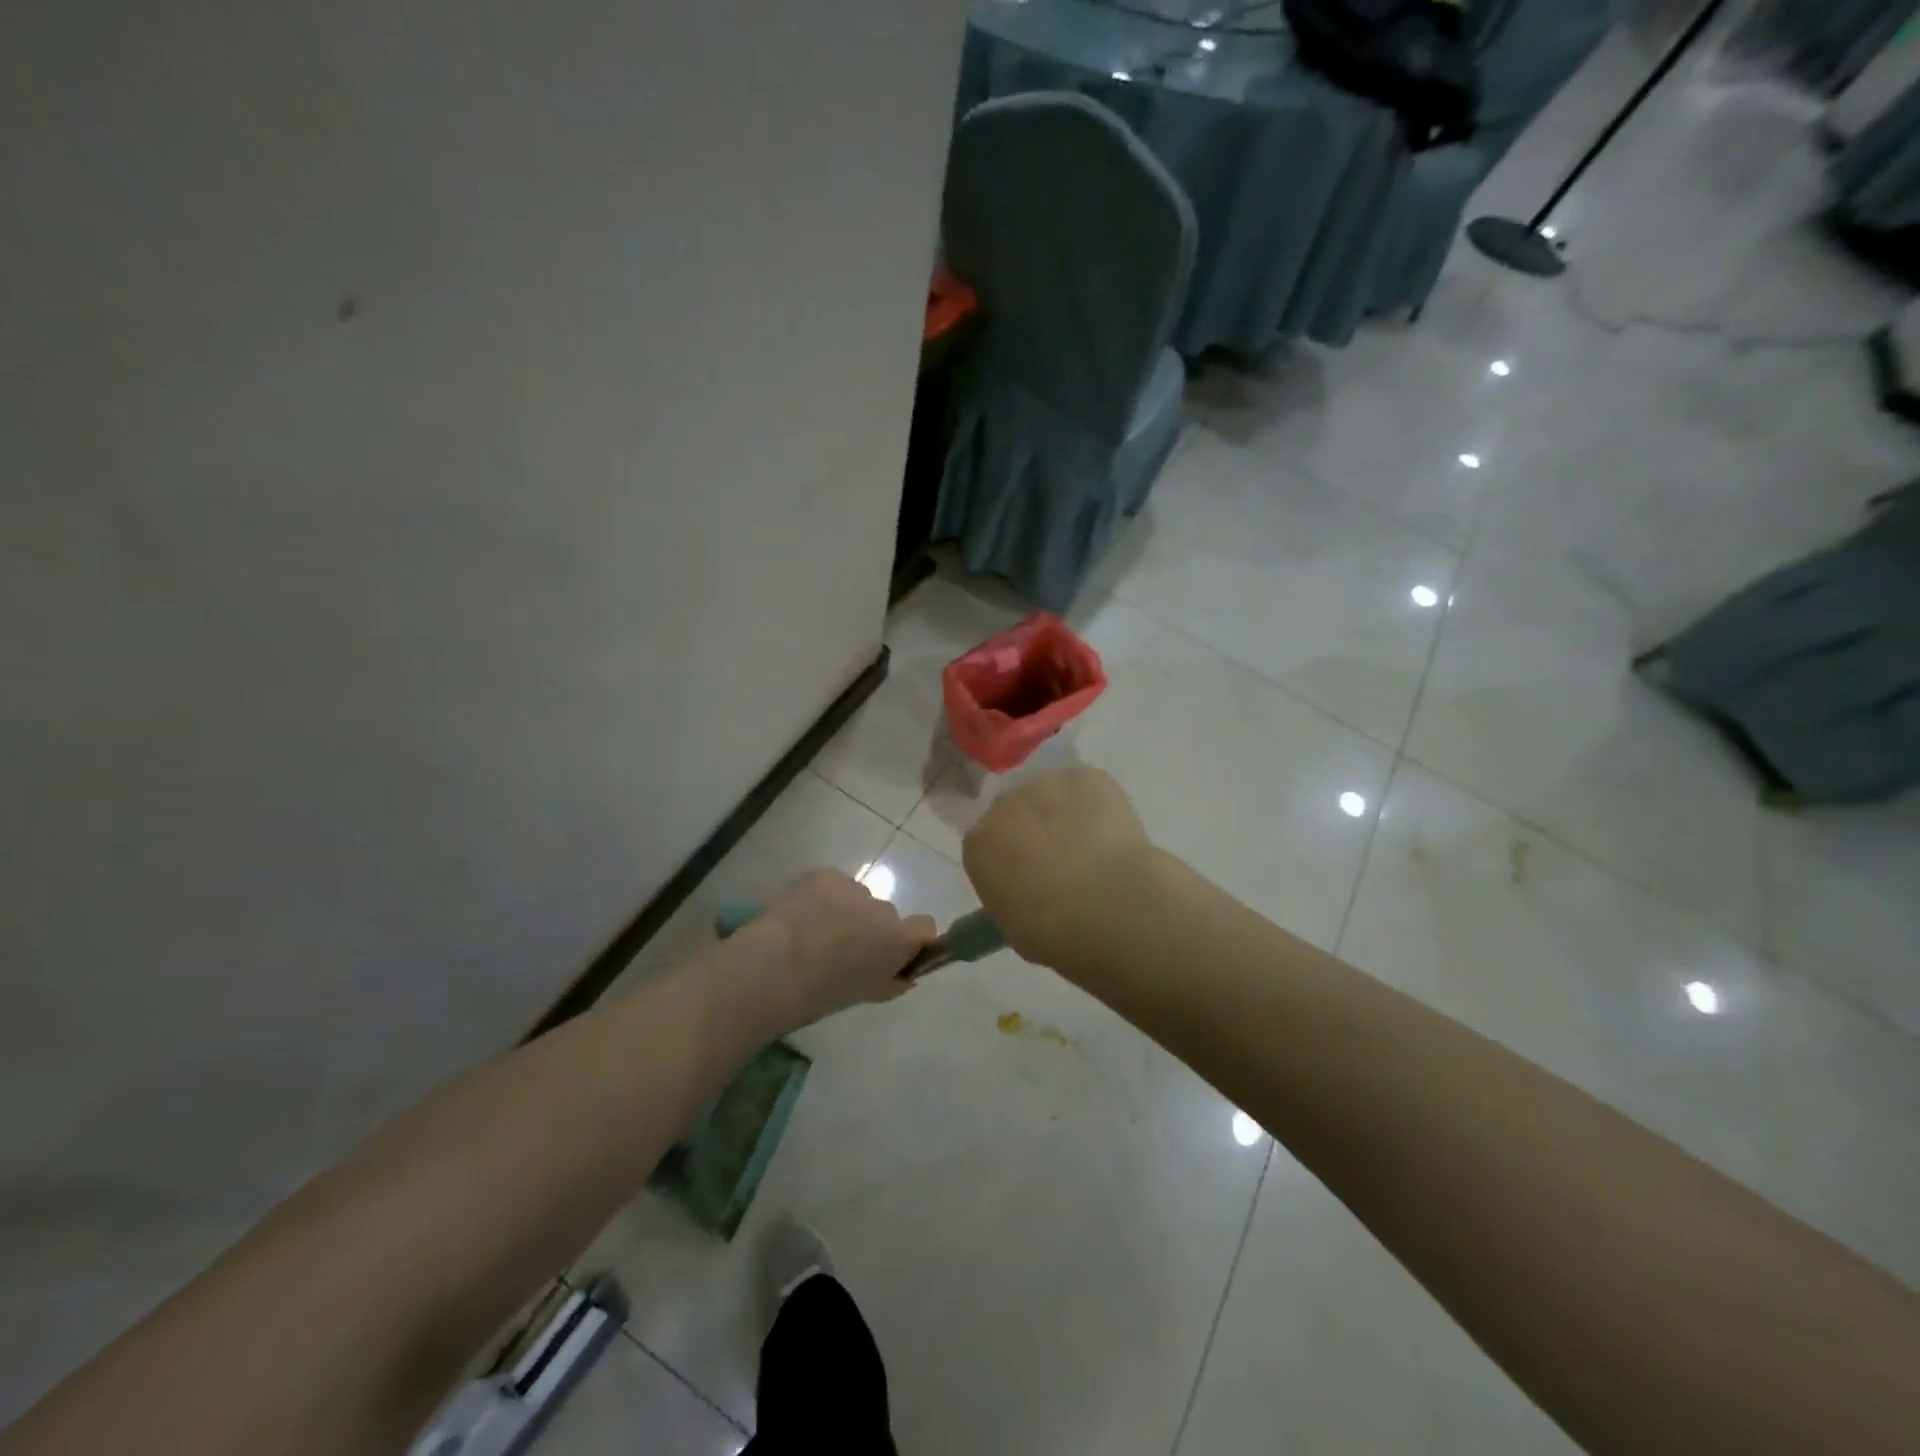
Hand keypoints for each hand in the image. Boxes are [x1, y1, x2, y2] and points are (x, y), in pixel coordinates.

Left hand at [754, 870, 936, 1029]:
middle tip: (842, 949)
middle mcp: (882, 907)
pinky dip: (825, 898)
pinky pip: (834, 885)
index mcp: (898, 939)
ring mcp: (852, 887)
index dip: (911, 940)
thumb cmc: (819, 995)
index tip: (891, 954)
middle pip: (886, 915)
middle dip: (871, 928)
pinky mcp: (825, 875)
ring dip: (846, 911)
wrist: (769, 970)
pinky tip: (802, 916)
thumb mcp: (866, 995)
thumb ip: (892, 980)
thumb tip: (902, 972)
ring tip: (814, 933)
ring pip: (858, 899)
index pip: (925, 927)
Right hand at [962, 767, 1157, 969]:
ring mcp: (1044, 784)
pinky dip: (1097, 804)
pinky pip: (1087, 787)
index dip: (1009, 854)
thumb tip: (1023, 888)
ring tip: (1091, 842)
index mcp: (978, 845)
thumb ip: (1009, 894)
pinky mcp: (1084, 776)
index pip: (985, 840)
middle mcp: (1003, 805)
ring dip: (1064, 811)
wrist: (1106, 908)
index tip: (1028, 872)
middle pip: (1015, 808)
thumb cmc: (1052, 933)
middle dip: (1033, 827)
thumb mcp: (1011, 923)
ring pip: (1051, 793)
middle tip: (1061, 856)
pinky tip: (1111, 831)